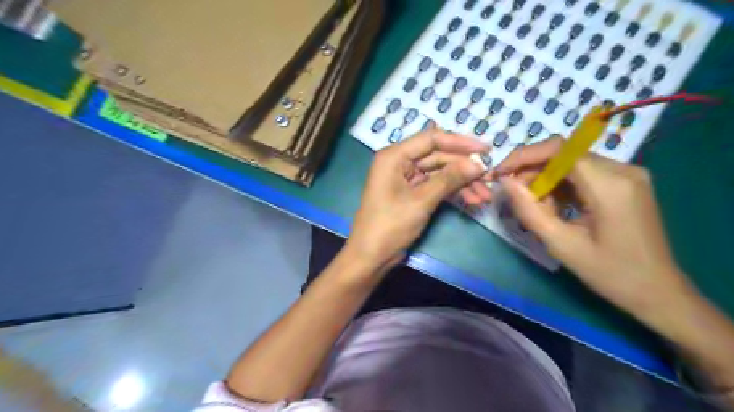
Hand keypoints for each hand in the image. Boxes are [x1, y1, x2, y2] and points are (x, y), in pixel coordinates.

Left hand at [348, 130, 485, 268]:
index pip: (431, 139)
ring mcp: (406, 179)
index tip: (486, 149)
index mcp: (394, 156)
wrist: (371, 256)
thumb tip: (478, 164)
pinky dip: (452, 192)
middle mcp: (399, 162)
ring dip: (462, 183)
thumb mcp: (421, 200)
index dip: (460, 142)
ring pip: (439, 173)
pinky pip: (435, 186)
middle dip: (464, 168)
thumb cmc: (390, 225)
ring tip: (485, 195)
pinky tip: (472, 200)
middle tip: (489, 178)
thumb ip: (449, 179)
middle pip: (438, 156)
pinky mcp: (411, 194)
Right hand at [499, 138, 694, 321]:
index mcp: (610, 185)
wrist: (658, 292)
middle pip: (564, 154)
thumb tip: (505, 182)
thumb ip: (529, 210)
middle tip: (514, 196)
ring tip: (535, 207)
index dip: (524, 156)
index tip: (500, 173)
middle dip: (533, 171)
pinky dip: (562, 186)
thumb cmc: (610, 273)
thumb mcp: (561, 244)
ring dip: (546, 180)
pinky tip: (555, 207)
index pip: (559, 150)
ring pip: (571, 163)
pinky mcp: (626, 183)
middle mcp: (622, 170)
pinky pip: (584, 174)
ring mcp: (627, 175)